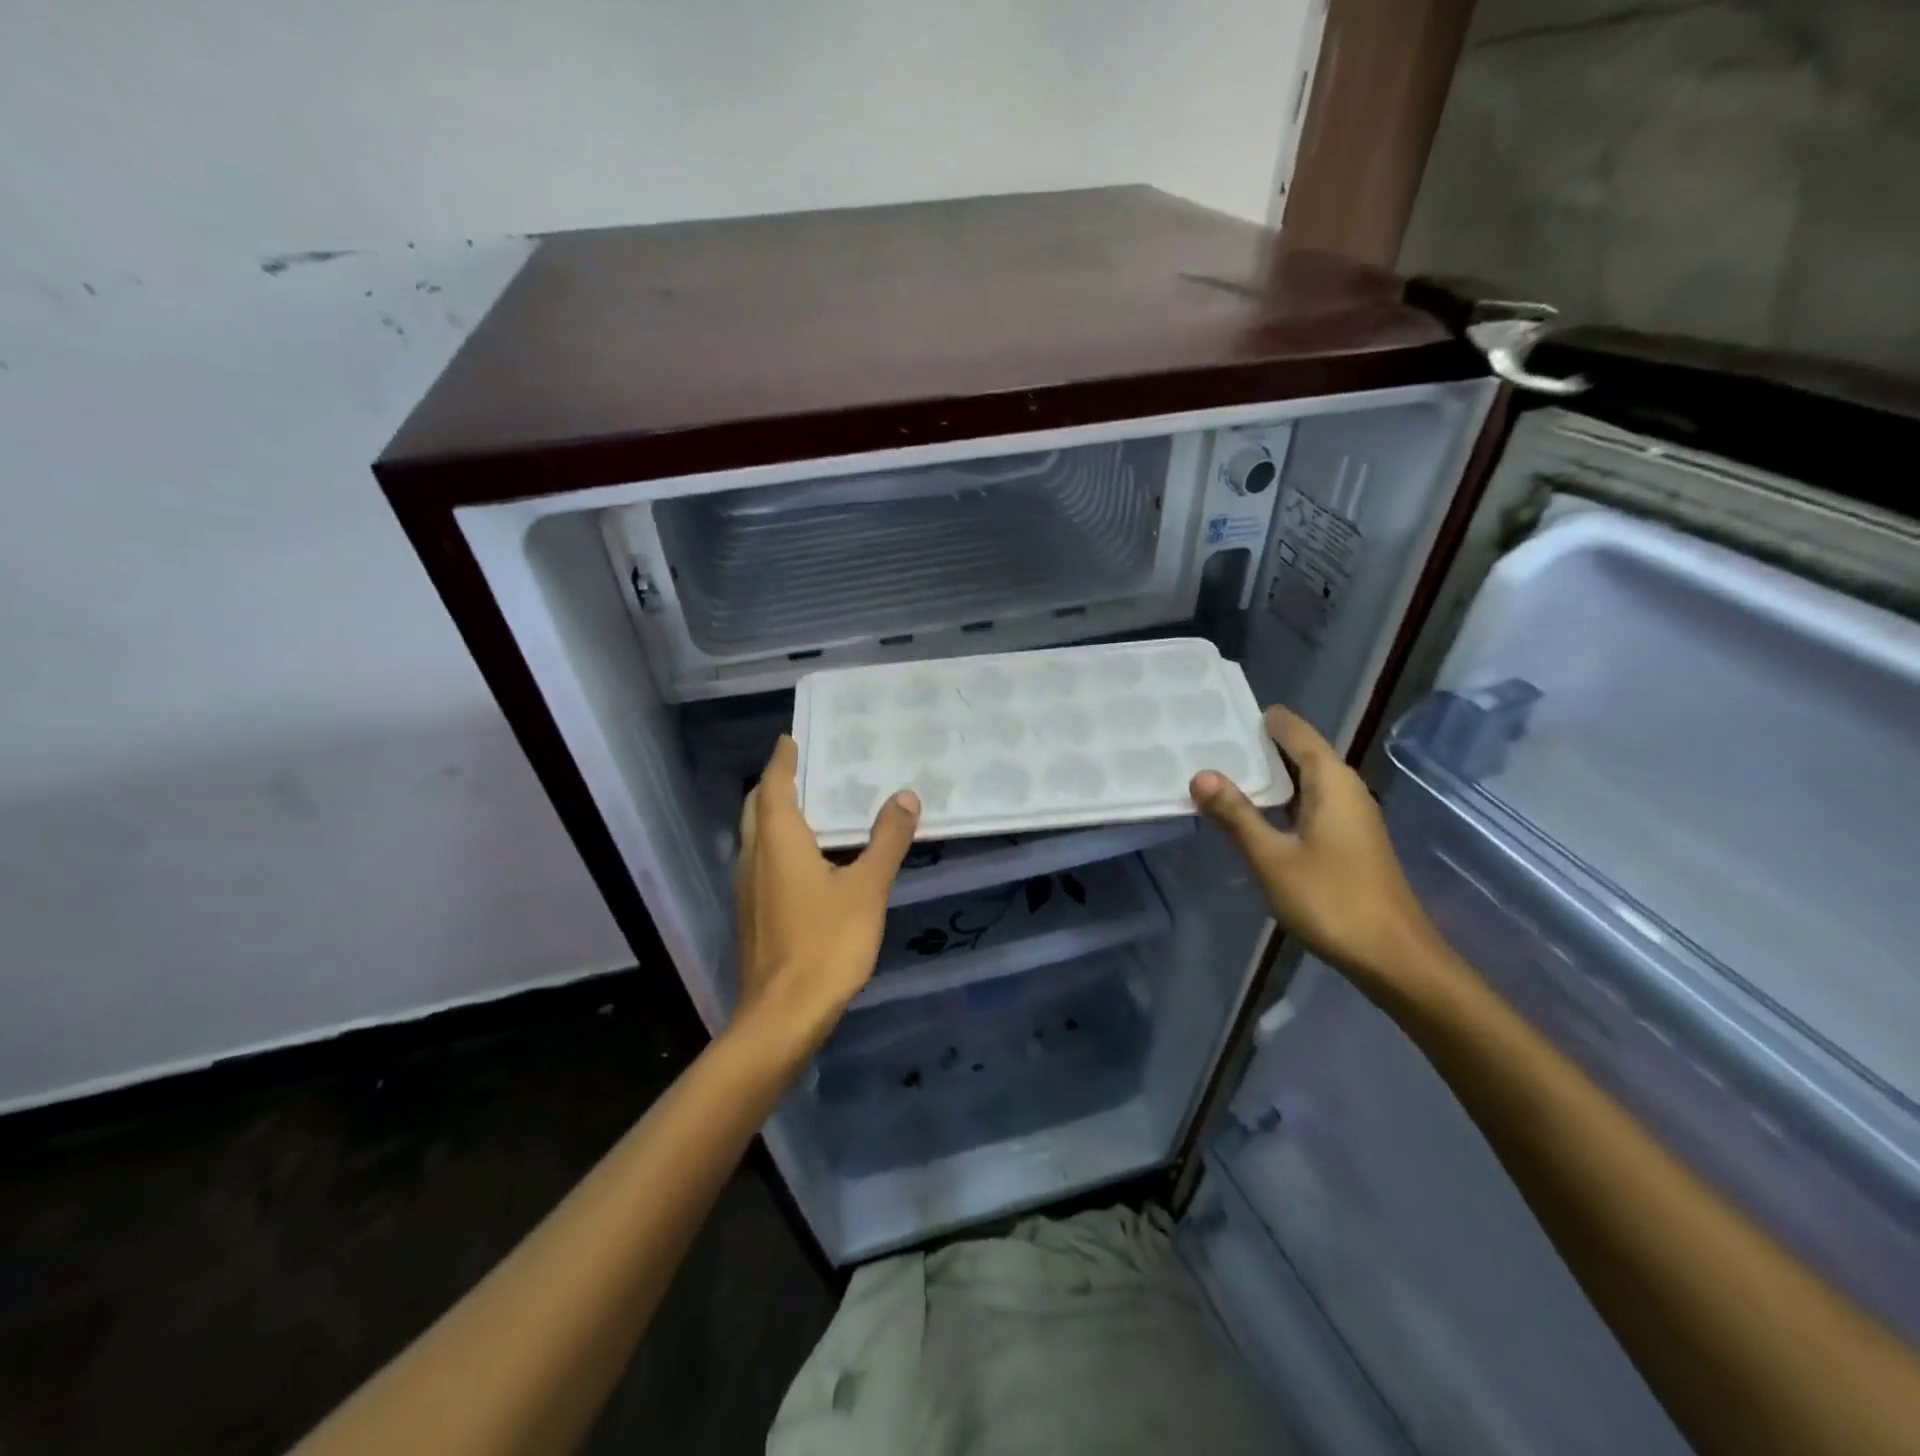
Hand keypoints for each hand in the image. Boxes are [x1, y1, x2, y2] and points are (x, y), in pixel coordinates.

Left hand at [733, 736, 920, 1053]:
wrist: (783, 1014)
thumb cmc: (827, 942)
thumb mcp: (868, 887)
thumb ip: (887, 840)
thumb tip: (905, 797)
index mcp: (778, 841)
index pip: (773, 786)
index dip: (782, 761)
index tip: (789, 738)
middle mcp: (754, 857)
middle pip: (756, 809)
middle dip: (773, 785)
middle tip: (802, 769)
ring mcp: (747, 889)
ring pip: (754, 837)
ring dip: (773, 816)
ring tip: (809, 808)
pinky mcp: (751, 914)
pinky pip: (761, 863)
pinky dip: (777, 846)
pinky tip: (806, 861)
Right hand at [1189, 706, 1446, 995]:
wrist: (1393, 957)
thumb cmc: (1331, 900)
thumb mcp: (1272, 857)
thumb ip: (1236, 814)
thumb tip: (1201, 774)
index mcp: (1332, 783)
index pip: (1297, 733)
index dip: (1268, 720)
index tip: (1228, 709)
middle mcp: (1347, 790)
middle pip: (1303, 754)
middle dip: (1263, 746)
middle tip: (1214, 739)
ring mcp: (1352, 818)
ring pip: (1307, 781)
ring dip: (1271, 775)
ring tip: (1226, 770)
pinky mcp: (1351, 842)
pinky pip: (1312, 804)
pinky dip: (1284, 800)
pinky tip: (1257, 813)